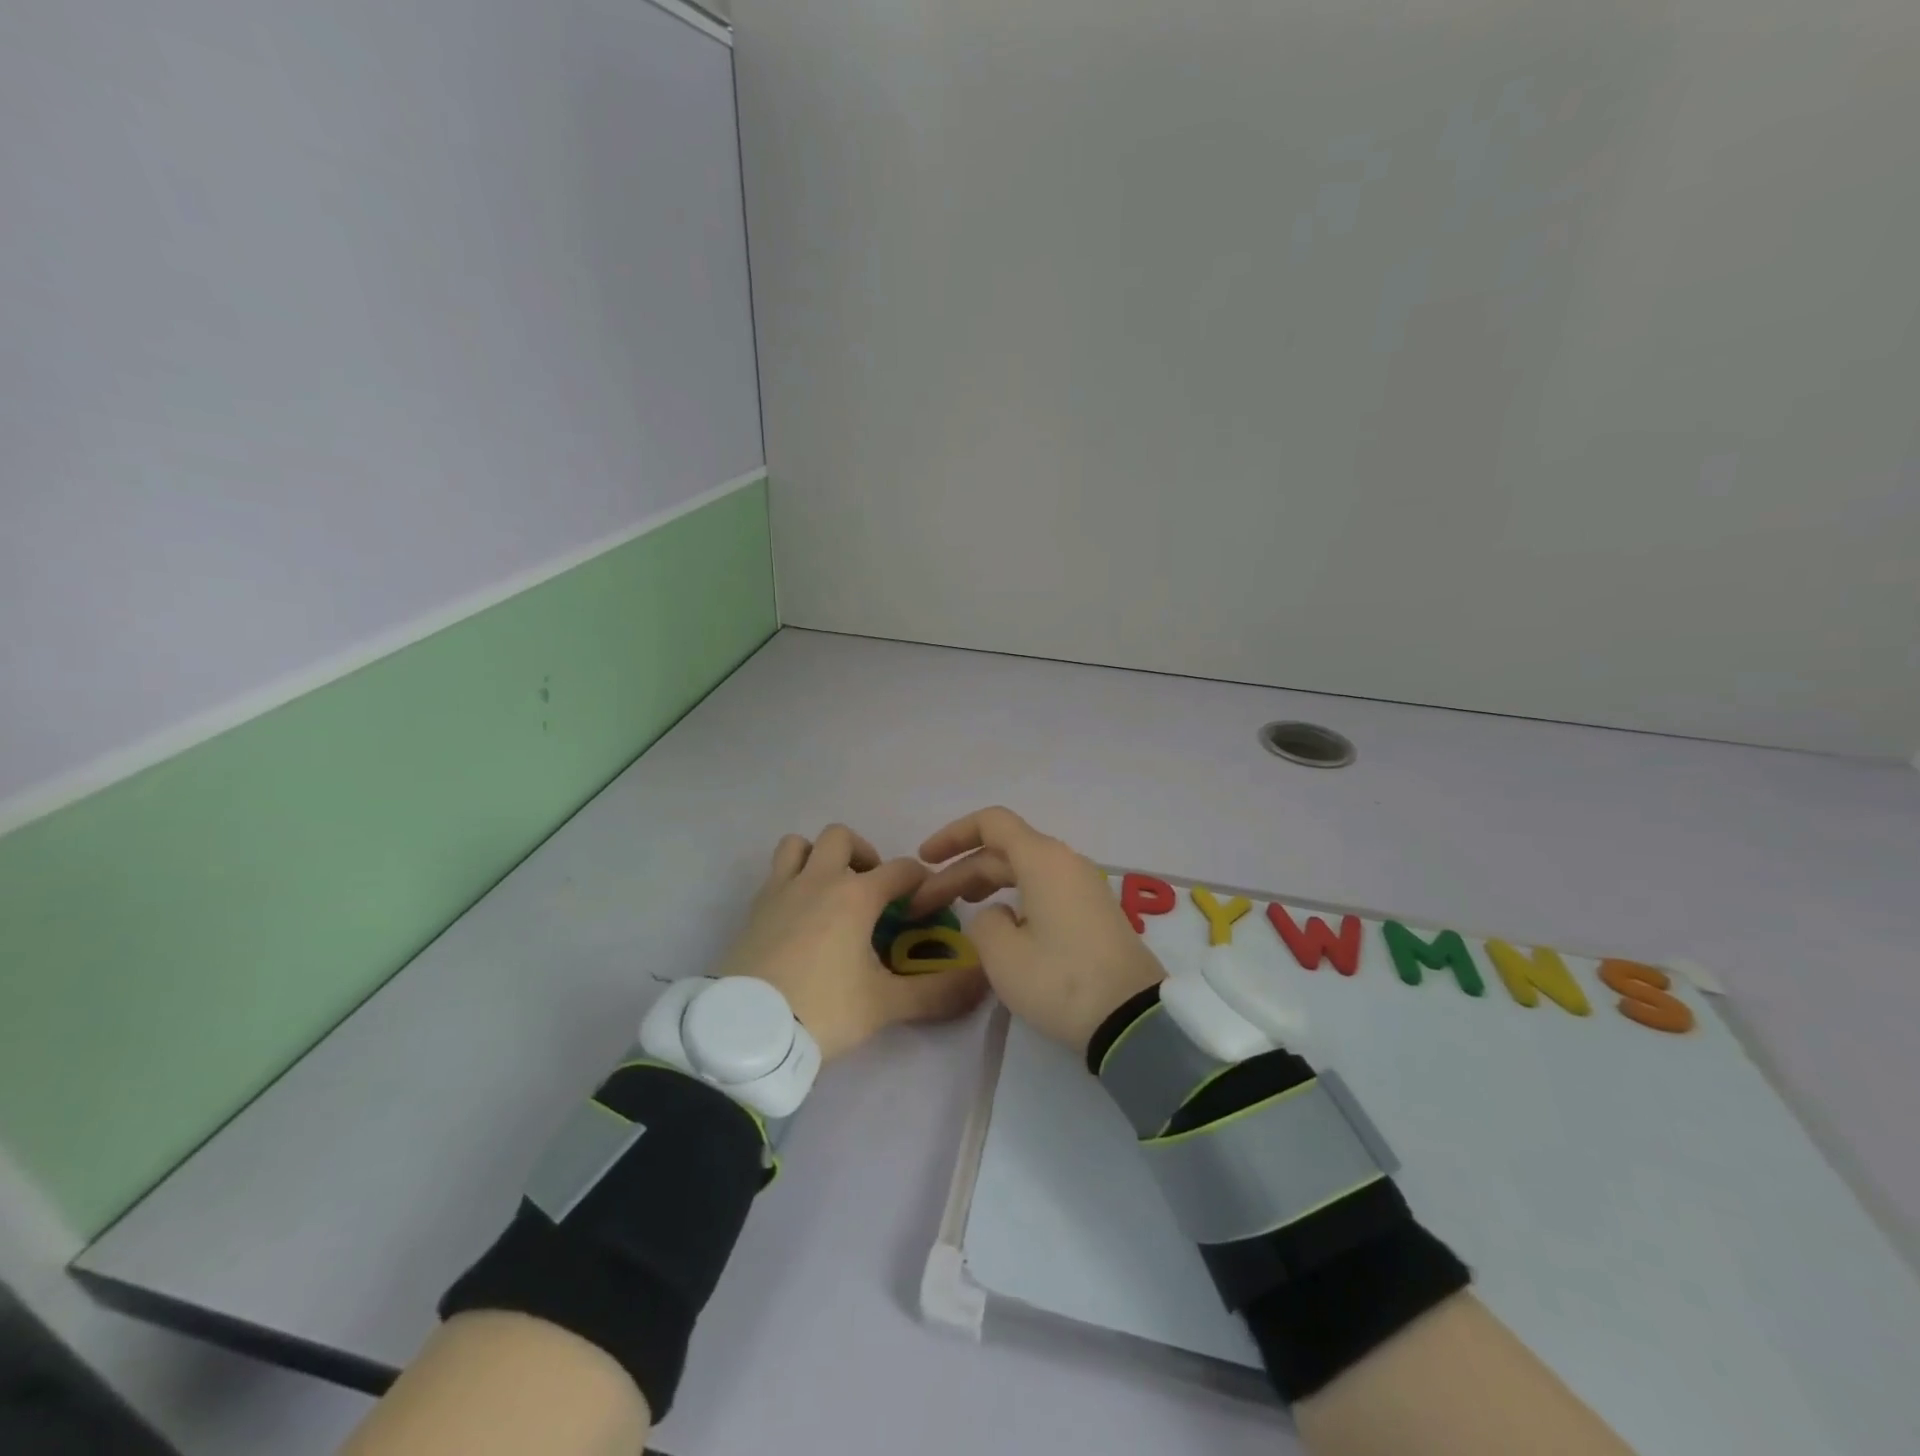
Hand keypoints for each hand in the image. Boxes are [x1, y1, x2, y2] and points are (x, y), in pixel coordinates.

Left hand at [709, 824, 987, 1060]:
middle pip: (843, 838)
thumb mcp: (885, 1005)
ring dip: (819, 856)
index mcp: (855, 895)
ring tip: (831, 889)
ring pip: (799, 844)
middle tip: (872, 891)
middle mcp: (818, 880)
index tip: (922, 905)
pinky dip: (791, 877)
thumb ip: (937, 993)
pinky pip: (775, 872)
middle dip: (865, 856)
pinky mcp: (754, 907)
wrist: (747, 1031)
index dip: (918, 882)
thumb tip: (984, 983)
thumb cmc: (822, 1010)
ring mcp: (781, 889)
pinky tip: (799, 913)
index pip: (900, 869)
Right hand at [910, 807, 1166, 1053]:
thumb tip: (998, 914)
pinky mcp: (1092, 912)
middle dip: (960, 871)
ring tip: (956, 907)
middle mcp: (1065, 862)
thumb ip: (983, 922)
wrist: (1132, 1018)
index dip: (953, 835)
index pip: (991, 823)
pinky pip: (1043, 888)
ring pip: (1023, 870)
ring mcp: (1083, 887)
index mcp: (1043, 859)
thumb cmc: (1059, 980)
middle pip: (1003, 850)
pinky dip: (1013, 896)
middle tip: (926, 904)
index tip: (924, 859)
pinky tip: (998, 923)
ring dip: (985, 883)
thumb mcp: (1002, 954)